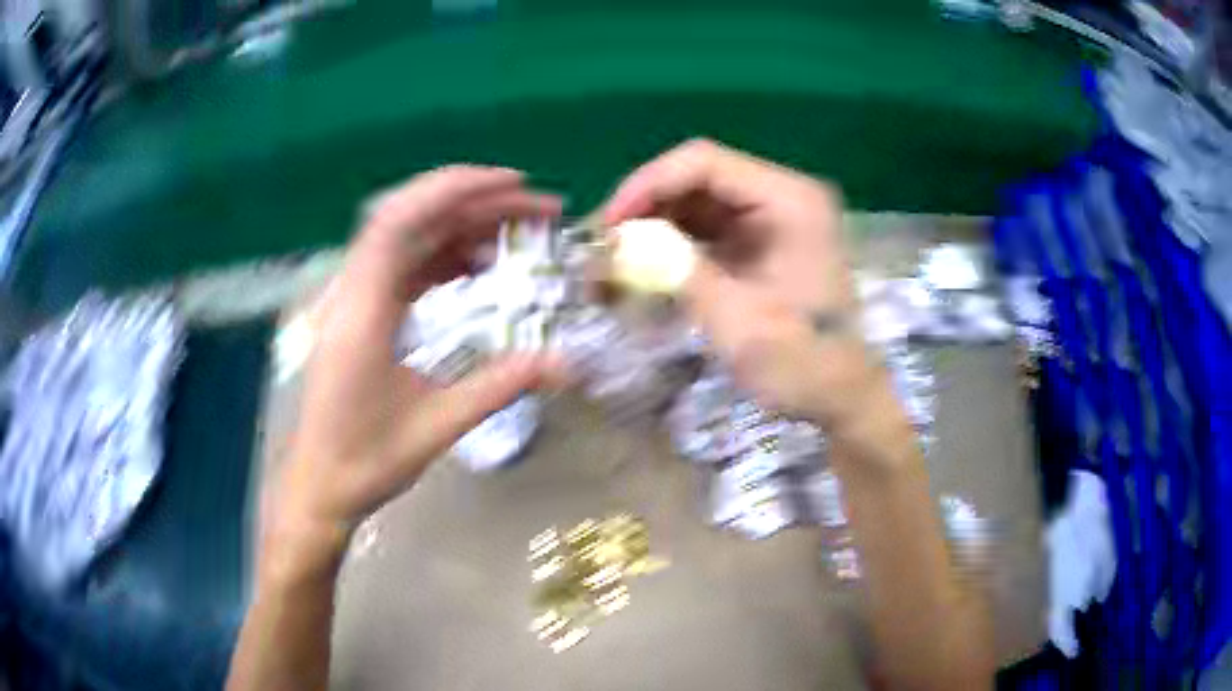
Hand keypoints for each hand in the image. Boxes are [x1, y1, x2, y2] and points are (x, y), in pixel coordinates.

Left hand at [266, 166, 562, 577]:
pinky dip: (446, 256)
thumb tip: (567, 363)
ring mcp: (357, 298)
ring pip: (412, 238)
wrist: (321, 484)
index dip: (455, 189)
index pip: (401, 219)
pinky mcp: (364, 312)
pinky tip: (480, 267)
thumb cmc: (367, 460)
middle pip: (413, 218)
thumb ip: (501, 385)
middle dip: (476, 203)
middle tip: (538, 211)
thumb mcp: (438, 426)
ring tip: (519, 235)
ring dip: (464, 227)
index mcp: (363, 309)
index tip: (514, 184)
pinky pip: (407, 265)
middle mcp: (355, 290)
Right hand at [602, 140, 876, 424]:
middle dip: (645, 206)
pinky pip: (707, 228)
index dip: (648, 184)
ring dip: (654, 225)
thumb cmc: (803, 363)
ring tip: (614, 258)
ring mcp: (772, 218)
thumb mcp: (737, 321)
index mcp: (790, 200)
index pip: (704, 162)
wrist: (842, 397)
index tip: (608, 225)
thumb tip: (619, 244)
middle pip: (697, 177)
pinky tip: (643, 267)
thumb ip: (677, 271)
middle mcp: (782, 195)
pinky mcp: (761, 242)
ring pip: (697, 202)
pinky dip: (672, 244)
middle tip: (603, 245)